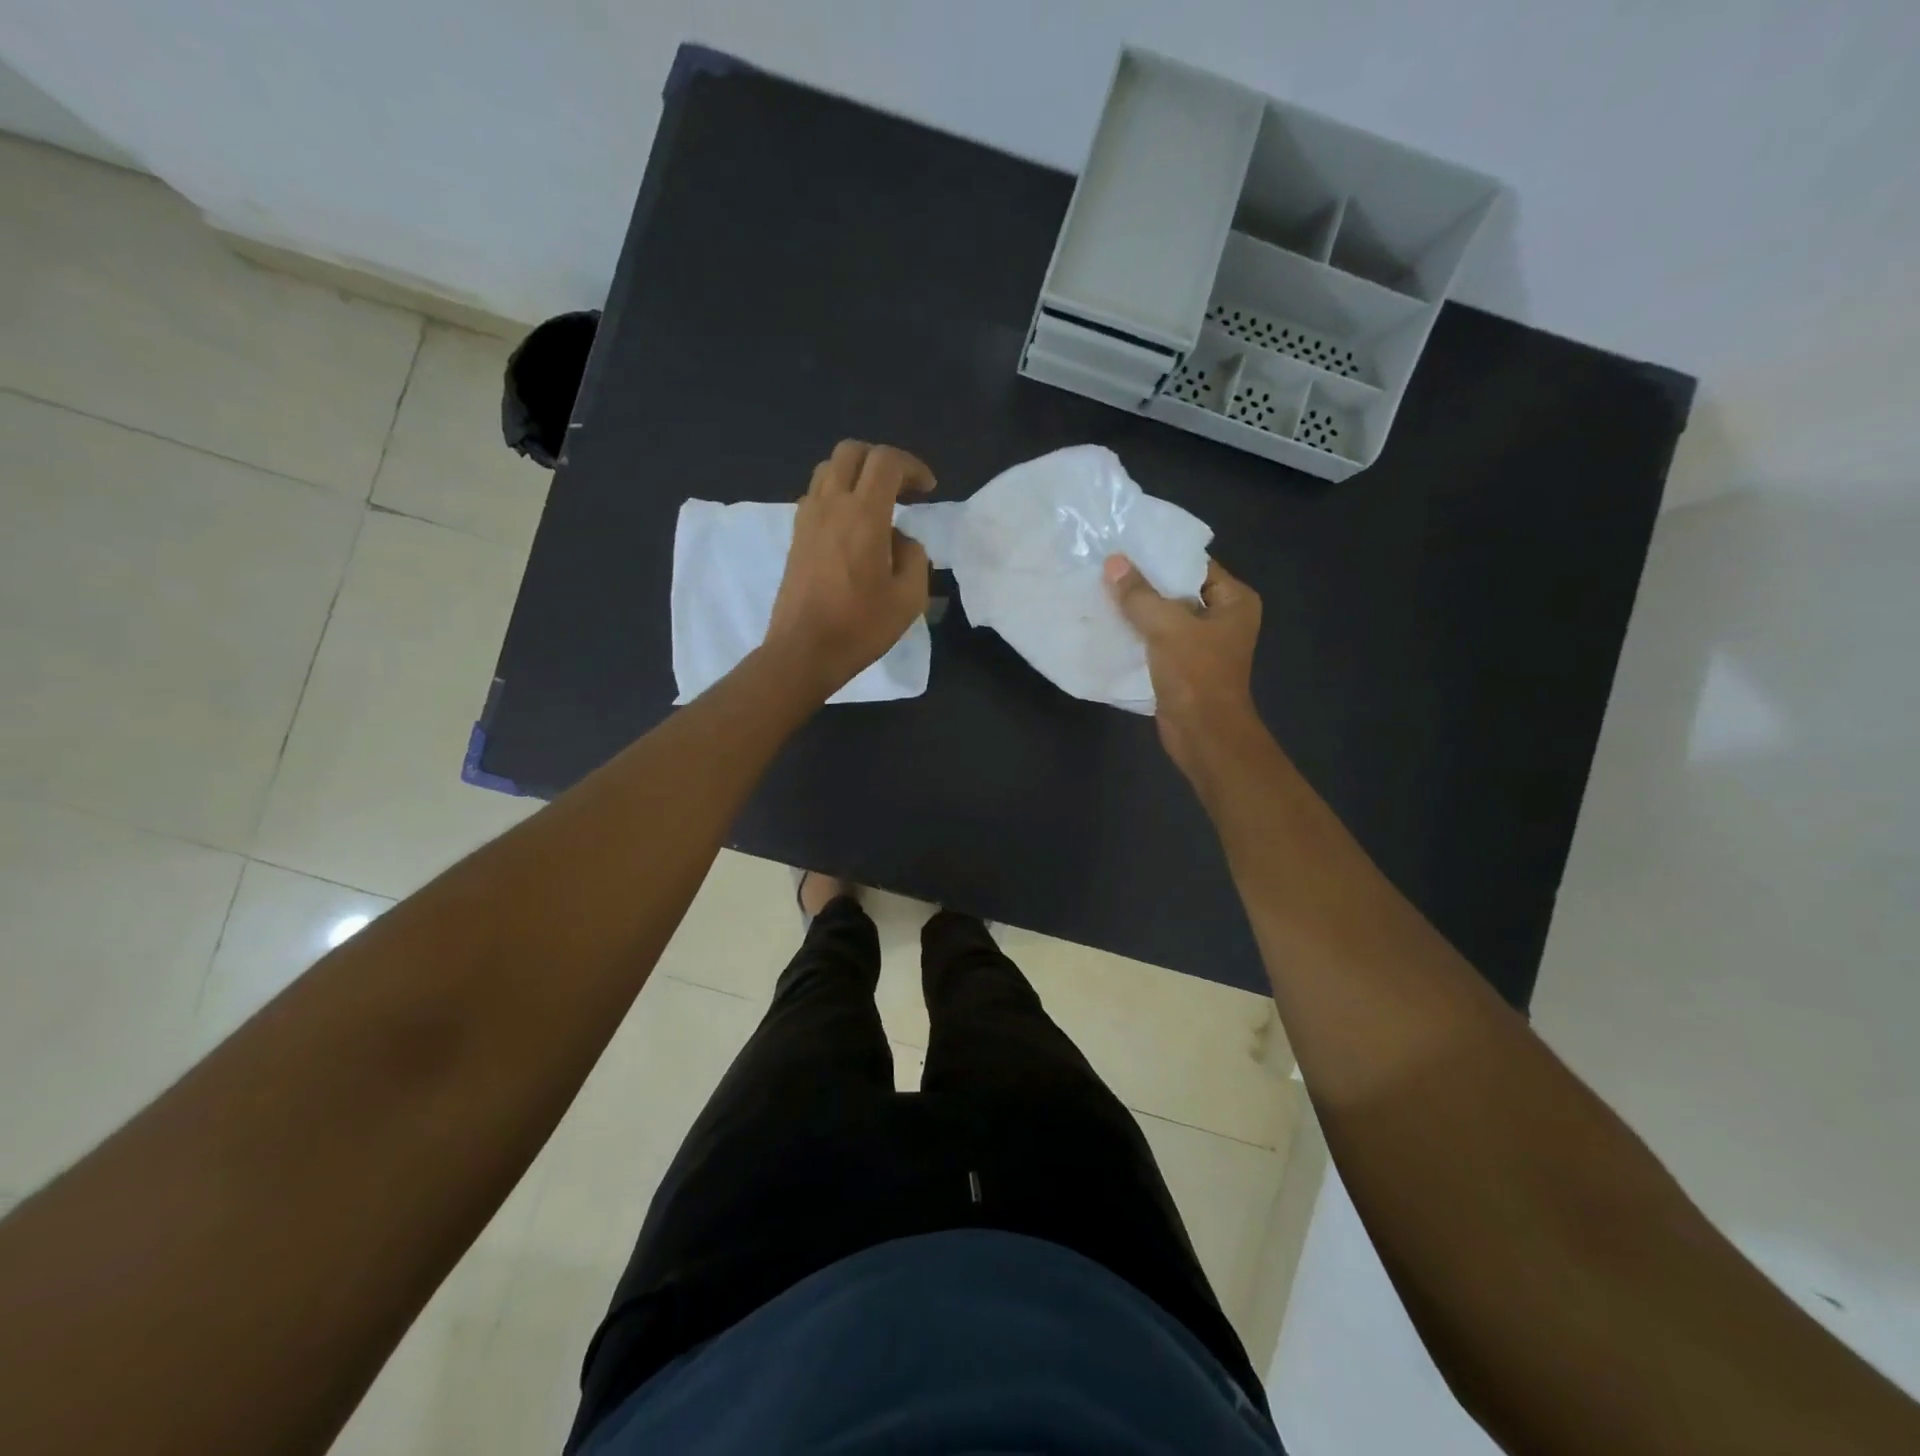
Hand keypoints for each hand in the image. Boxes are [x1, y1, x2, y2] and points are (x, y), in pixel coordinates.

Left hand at [765, 441, 935, 696]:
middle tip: (901, 489)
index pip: (886, 461)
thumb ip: (914, 557)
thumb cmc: (860, 626)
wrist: (804, 651)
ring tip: (875, 504)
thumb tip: (901, 539)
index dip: (912, 466)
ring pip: (828, 469)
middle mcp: (831, 505)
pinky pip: (815, 495)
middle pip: (852, 452)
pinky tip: (851, 527)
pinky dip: (836, 495)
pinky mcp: (796, 536)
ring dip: (855, 475)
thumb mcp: (909, 598)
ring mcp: (808, 518)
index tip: (927, 490)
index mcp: (864, 515)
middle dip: (881, 461)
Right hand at [1104, 553, 1264, 779]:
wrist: (1203, 734)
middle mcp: (1222, 617)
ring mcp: (1202, 643)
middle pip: (1177, 589)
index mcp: (1234, 601)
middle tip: (1107, 565)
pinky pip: (1156, 639)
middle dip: (1144, 582)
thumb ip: (1139, 594)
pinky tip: (1108, 622)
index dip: (1161, 555)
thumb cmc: (1196, 675)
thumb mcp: (1166, 627)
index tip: (1125, 545)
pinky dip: (1137, 633)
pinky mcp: (1182, 665)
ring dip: (1137, 609)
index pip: (1194, 565)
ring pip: (1164, 616)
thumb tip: (1113, 563)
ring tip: (1101, 589)